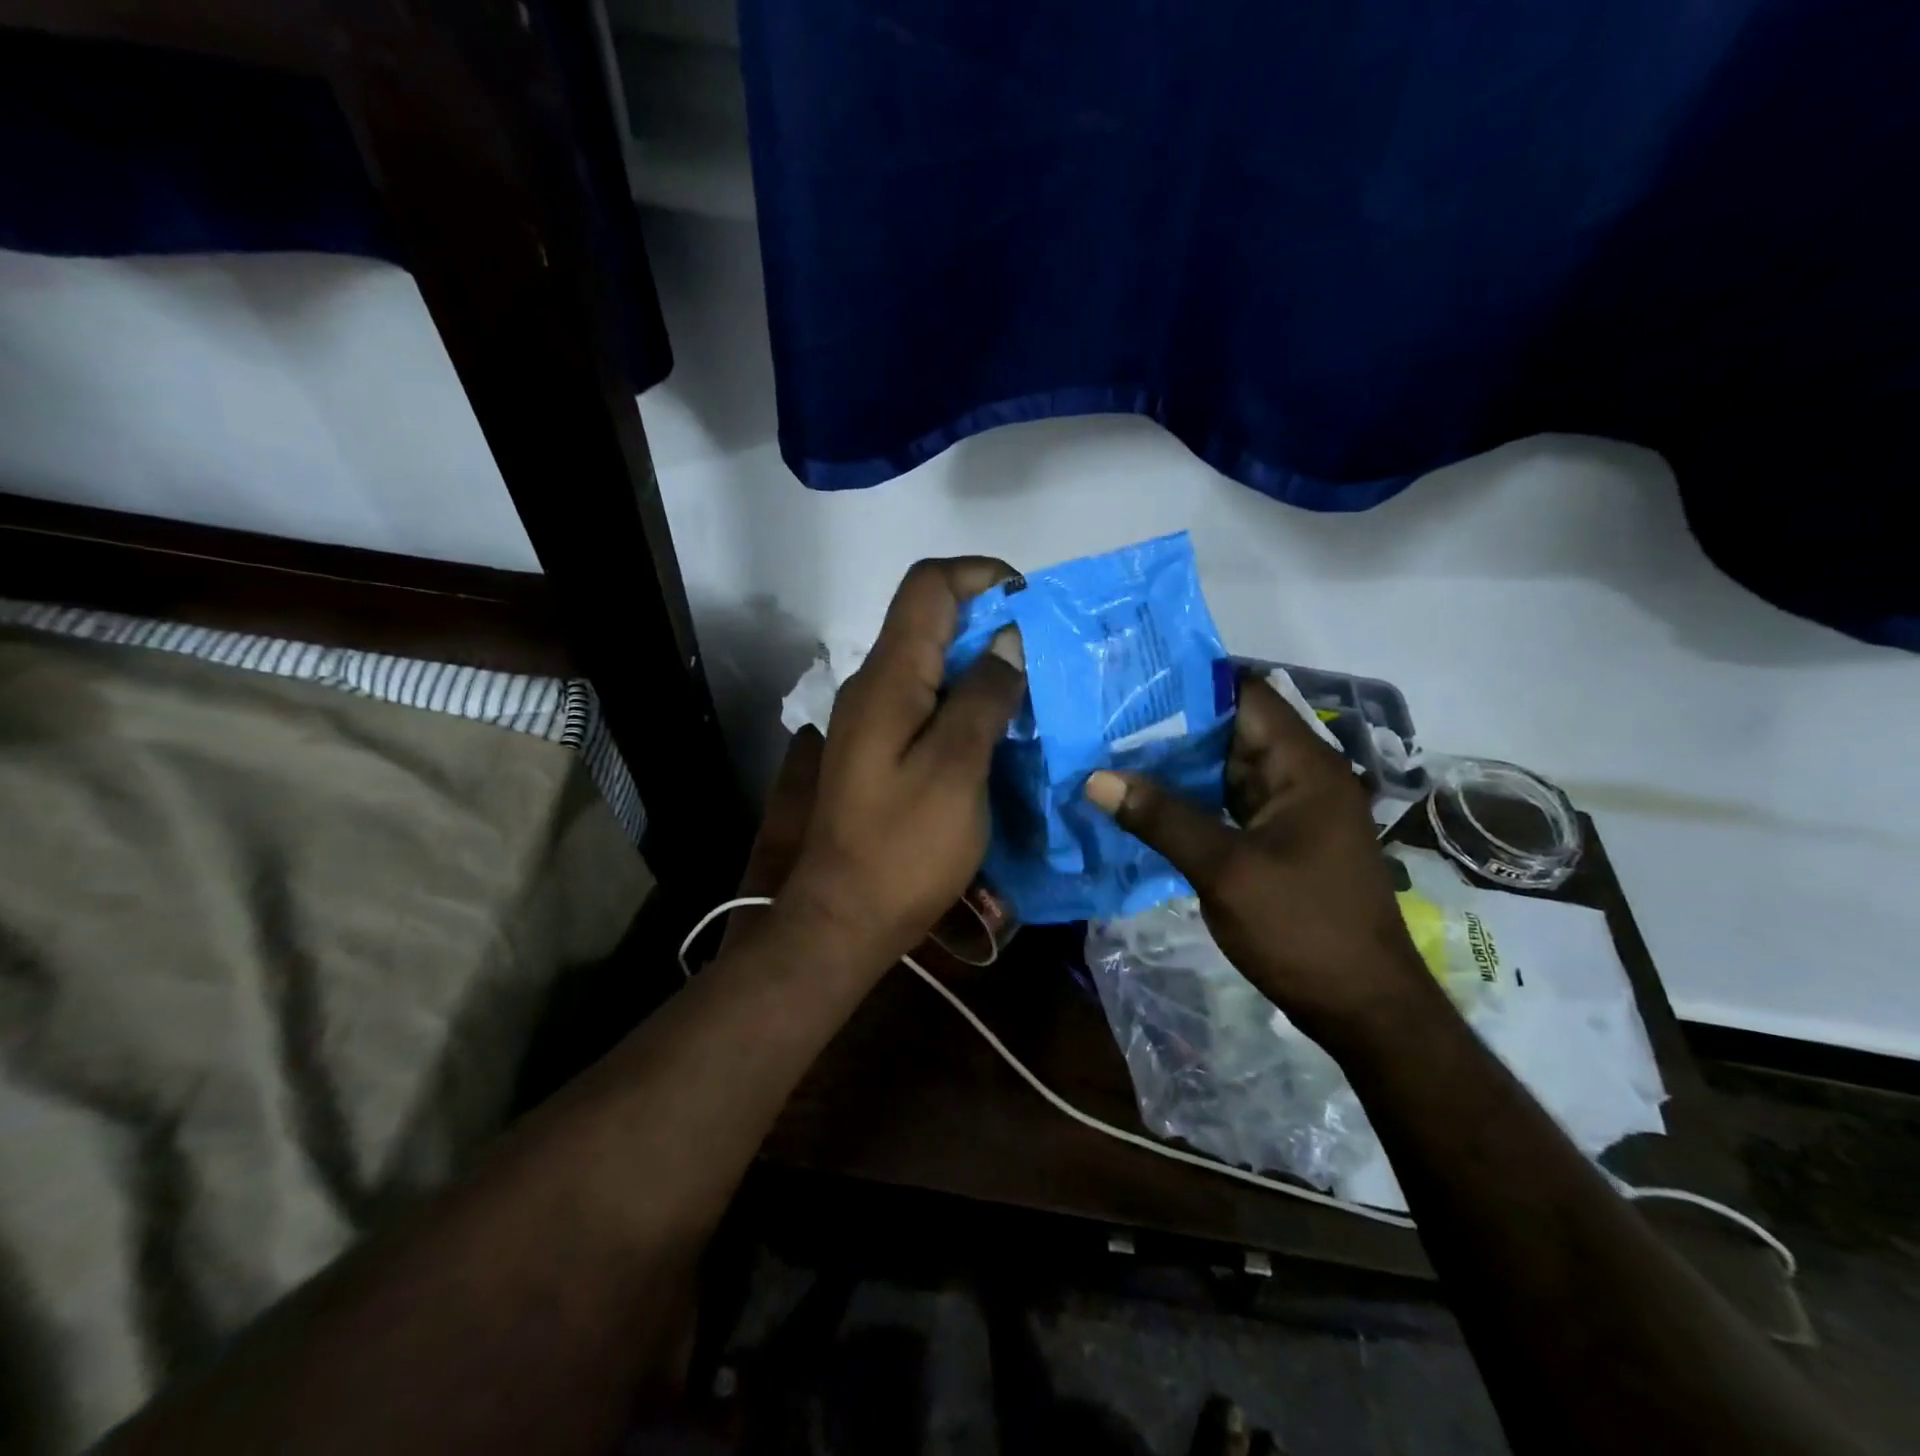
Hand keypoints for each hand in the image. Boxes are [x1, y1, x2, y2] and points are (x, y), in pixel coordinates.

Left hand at [780, 558, 1026, 973]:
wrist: (845, 918)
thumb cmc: (904, 847)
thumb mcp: (956, 769)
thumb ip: (983, 697)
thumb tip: (1008, 639)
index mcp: (888, 678)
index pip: (928, 586)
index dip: (981, 574)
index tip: (1031, 602)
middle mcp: (874, 686)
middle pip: (931, 621)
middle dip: (991, 621)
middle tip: (1047, 653)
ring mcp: (874, 719)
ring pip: (932, 663)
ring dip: (982, 664)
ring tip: (1036, 689)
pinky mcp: (881, 749)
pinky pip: (928, 702)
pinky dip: (967, 700)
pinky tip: (1002, 728)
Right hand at [1084, 674, 1437, 1046]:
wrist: (1362, 1008)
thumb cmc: (1302, 929)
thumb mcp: (1225, 870)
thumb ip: (1162, 819)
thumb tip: (1097, 778)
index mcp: (1303, 766)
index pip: (1245, 696)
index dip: (1190, 685)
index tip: (1131, 684)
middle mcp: (1300, 776)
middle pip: (1231, 730)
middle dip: (1171, 725)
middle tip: (1106, 720)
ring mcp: (1290, 810)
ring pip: (1225, 769)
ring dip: (1176, 765)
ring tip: (1112, 753)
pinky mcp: (1277, 839)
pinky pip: (1227, 803)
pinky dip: (1189, 799)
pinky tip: (1143, 802)